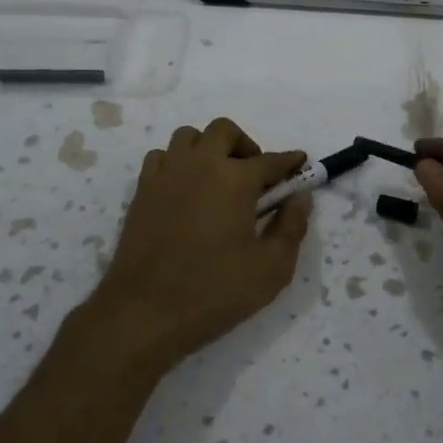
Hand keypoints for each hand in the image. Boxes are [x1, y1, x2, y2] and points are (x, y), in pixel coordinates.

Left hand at [85, 118, 310, 374]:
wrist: (145, 312)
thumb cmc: (215, 291)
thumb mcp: (272, 268)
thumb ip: (292, 227)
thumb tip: (300, 197)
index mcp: (235, 179)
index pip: (270, 160)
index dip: (289, 161)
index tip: (300, 164)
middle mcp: (199, 164)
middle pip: (224, 131)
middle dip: (245, 145)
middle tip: (254, 176)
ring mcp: (166, 174)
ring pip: (188, 137)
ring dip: (208, 148)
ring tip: (217, 178)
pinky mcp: (142, 190)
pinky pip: (161, 157)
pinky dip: (177, 163)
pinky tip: (184, 189)